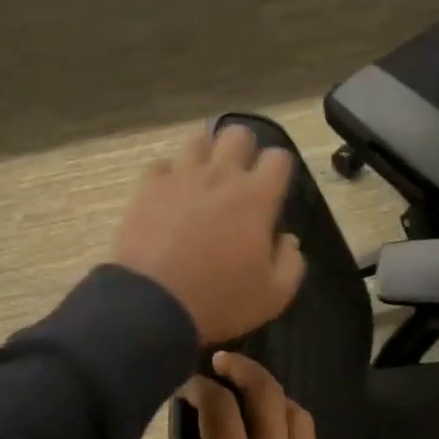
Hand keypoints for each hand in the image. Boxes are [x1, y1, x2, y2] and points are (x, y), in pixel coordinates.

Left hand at [111, 123, 304, 344]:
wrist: (153, 305)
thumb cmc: (220, 300)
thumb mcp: (274, 296)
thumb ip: (291, 263)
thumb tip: (287, 239)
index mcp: (256, 197)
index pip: (279, 157)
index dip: (280, 172)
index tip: (274, 194)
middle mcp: (220, 175)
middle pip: (237, 133)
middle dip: (244, 151)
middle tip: (239, 181)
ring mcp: (180, 177)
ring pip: (198, 140)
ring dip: (207, 156)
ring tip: (204, 182)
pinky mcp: (147, 187)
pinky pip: (162, 165)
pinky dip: (170, 176)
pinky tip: (171, 197)